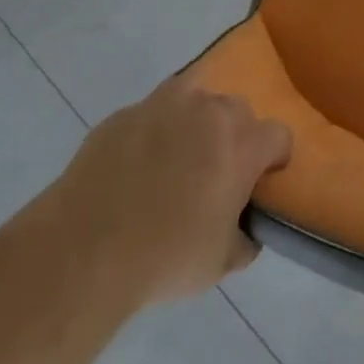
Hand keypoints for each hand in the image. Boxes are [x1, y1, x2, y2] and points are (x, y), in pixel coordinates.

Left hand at [50, 77, 290, 304]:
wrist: (85, 250)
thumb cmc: (165, 258)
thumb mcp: (220, 263)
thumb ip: (244, 239)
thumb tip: (246, 231)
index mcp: (242, 143)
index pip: (279, 135)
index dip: (274, 159)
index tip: (260, 182)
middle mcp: (210, 110)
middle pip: (237, 111)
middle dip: (233, 136)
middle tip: (214, 174)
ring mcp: (164, 105)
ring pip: (194, 99)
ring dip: (194, 123)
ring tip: (174, 160)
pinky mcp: (124, 113)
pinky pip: (150, 115)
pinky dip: (151, 133)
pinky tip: (133, 168)